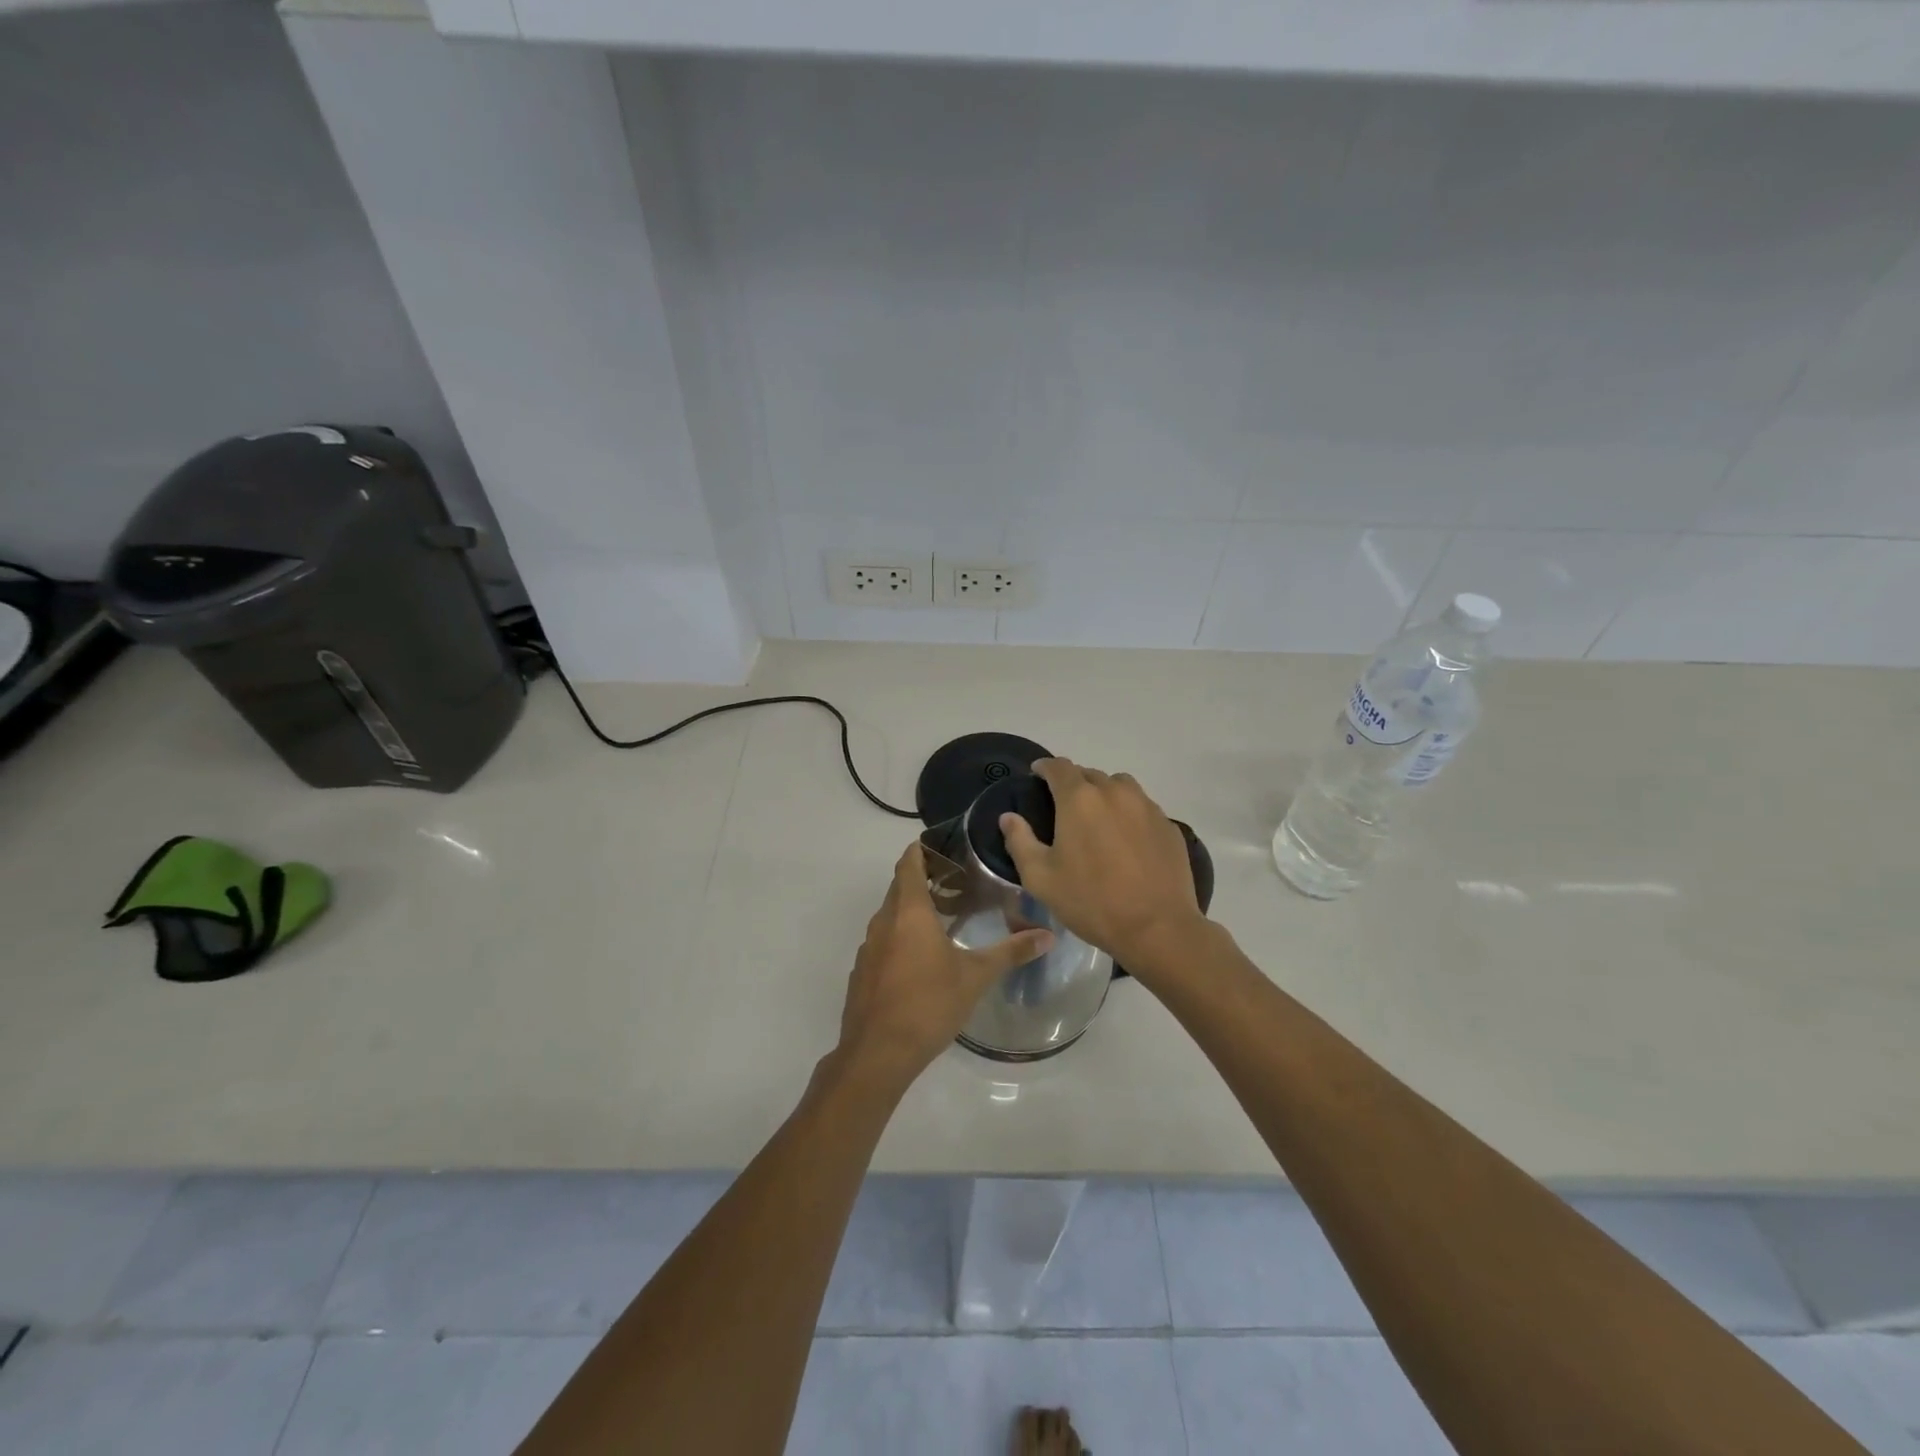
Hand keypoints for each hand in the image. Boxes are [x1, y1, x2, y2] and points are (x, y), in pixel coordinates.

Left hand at [835, 842, 1053, 1094]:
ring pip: (890, 915)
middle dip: (923, 879)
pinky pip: (883, 941)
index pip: (909, 863)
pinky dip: (900, 936)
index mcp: (908, 912)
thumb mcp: (975, 977)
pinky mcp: (862, 972)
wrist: (877, 1054)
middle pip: (899, 887)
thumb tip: (1048, 935)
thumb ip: (1011, 952)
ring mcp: (868, 948)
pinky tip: (921, 959)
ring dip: (912, 910)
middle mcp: (883, 922)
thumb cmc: (928, 1005)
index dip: (922, 849)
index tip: (944, 845)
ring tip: (944, 918)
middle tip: (957, 881)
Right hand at [998, 757, 1206, 975]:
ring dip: (1104, 794)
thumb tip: (1008, 817)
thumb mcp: (1041, 878)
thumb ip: (1020, 841)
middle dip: (1074, 783)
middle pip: (1089, 775)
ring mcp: (1146, 807)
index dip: (1045, 767)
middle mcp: (1114, 792)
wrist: (1157, 928)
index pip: (1059, 767)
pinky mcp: (1168, 825)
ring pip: (1120, 786)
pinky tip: (1127, 840)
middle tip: (1065, 807)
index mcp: (1079, 799)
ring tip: (1098, 818)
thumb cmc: (1091, 901)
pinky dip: (1129, 813)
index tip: (1037, 775)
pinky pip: (1143, 807)